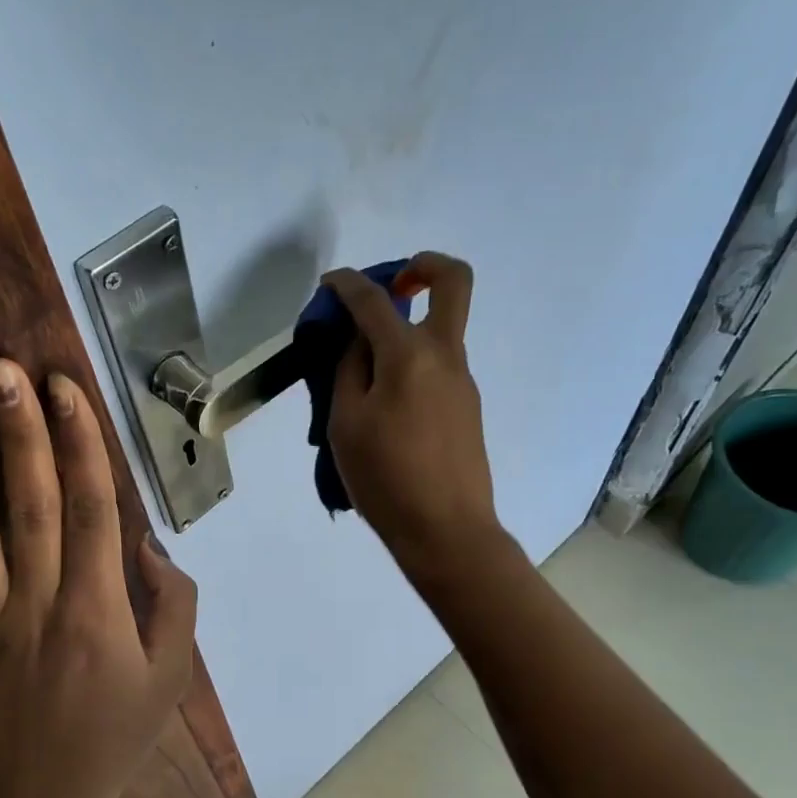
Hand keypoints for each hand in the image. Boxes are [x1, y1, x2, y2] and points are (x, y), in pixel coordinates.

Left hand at [0, 360, 197, 797]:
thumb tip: (146, 545)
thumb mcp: (172, 674)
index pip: (94, 510)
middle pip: (34, 508)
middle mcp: (42, 605)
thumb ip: (173, 604)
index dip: (82, 446)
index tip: (67, 390)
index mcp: (99, 608)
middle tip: (1, 373)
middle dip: (21, 437)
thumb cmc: (118, 731)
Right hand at [326, 252, 501, 579]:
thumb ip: (349, 370)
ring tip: (362, 374)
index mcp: (409, 355)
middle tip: (389, 288)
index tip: (329, 283)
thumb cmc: (385, 479)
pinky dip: (410, 364)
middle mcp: (445, 355)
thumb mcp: (346, 424)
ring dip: (406, 329)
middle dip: (421, 266)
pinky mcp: (467, 406)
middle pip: (453, 280)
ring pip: (441, 329)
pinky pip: (437, 366)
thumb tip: (359, 339)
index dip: (348, 283)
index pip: (375, 300)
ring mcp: (463, 381)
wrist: (445, 531)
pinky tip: (384, 405)